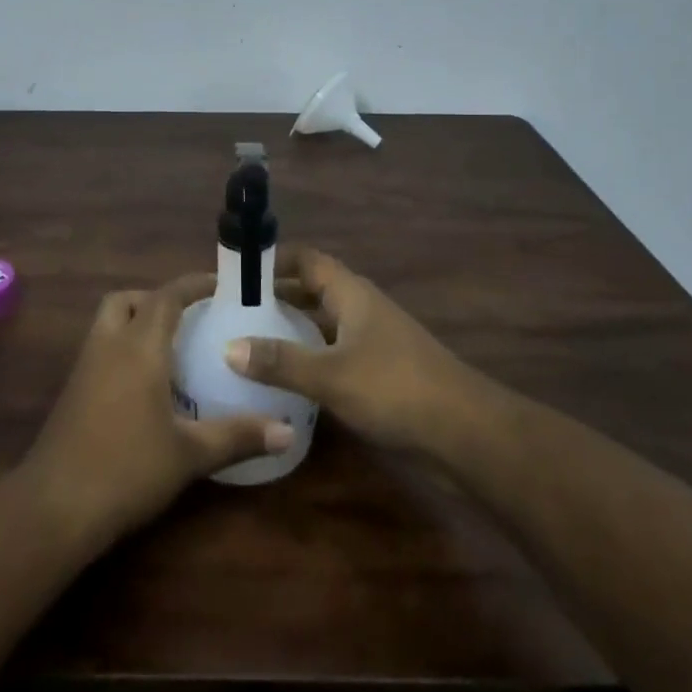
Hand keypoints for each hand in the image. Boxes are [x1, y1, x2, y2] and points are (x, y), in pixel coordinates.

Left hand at [20, 273, 292, 550]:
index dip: (194, 285)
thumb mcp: (190, 454)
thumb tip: (287, 432)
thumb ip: (238, 436)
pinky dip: (123, 348)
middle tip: (190, 318)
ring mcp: (85, 367)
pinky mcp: (72, 390)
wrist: (54, 506)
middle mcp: (109, 345)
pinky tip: (145, 384)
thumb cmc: (127, 469)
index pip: (167, 296)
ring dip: (136, 321)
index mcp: (139, 347)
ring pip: (109, 322)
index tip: (221, 285)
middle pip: (128, 300)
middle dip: (158, 300)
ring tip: (171, 348)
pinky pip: (100, 348)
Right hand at [225, 246, 475, 452]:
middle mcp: (361, 309)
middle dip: (276, 296)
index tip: (236, 272)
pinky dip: (309, 357)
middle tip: (233, 310)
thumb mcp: (331, 375)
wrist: (464, 432)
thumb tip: (228, 347)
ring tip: (249, 342)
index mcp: (351, 294)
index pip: (307, 259)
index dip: (274, 259)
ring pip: (323, 324)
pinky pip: (334, 352)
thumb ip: (280, 362)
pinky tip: (287, 379)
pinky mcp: (380, 371)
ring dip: (292, 328)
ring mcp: (373, 341)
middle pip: (312, 290)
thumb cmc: (395, 388)